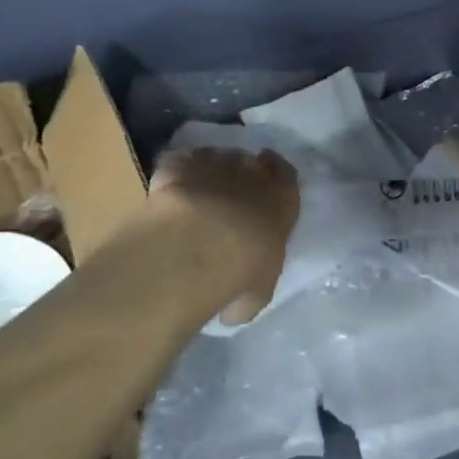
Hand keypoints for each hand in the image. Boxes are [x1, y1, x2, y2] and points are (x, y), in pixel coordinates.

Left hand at [149, 147, 300, 322]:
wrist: (197, 246)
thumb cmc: (240, 272)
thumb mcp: (257, 292)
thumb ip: (252, 287)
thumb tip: (236, 301)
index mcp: (282, 201)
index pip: (287, 177)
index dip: (277, 177)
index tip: (268, 184)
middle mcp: (253, 174)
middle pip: (253, 161)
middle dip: (244, 172)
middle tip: (232, 190)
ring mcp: (216, 163)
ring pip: (218, 157)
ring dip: (211, 170)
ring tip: (198, 190)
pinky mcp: (181, 165)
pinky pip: (182, 161)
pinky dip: (178, 171)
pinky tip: (171, 187)